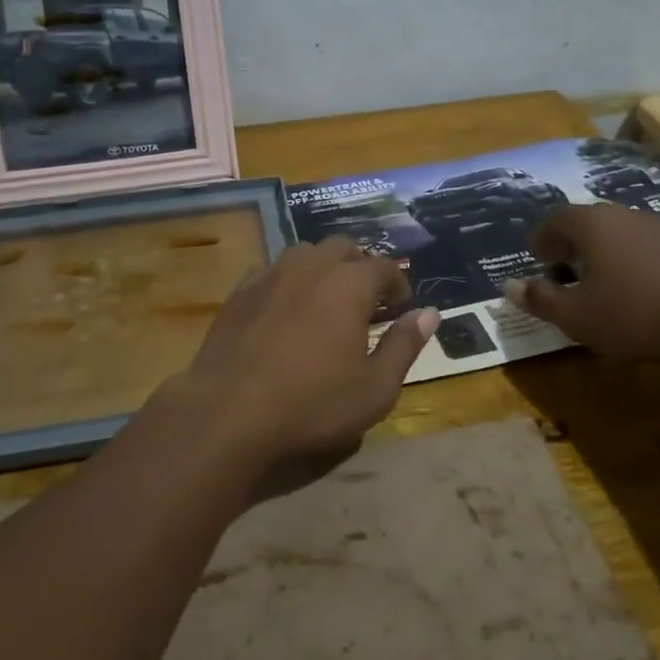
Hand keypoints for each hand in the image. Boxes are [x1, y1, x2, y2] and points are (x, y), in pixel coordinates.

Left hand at [155, 237, 438, 500]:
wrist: (229, 412)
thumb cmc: (312, 404)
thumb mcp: (375, 388)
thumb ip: (404, 345)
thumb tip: (430, 313)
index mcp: (348, 284)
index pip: (383, 267)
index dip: (397, 282)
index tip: (400, 304)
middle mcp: (310, 266)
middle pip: (342, 248)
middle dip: (360, 266)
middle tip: (366, 299)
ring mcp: (270, 274)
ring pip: (304, 253)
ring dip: (323, 267)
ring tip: (327, 298)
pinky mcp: (240, 291)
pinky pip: (272, 270)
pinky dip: (288, 281)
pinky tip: (285, 308)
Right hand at [503, 203, 659, 362]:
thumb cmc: (634, 314)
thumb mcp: (575, 316)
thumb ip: (539, 299)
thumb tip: (509, 285)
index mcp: (592, 225)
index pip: (556, 220)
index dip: (543, 239)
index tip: (538, 259)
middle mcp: (626, 216)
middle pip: (592, 221)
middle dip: (575, 242)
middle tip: (567, 267)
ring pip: (628, 232)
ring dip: (614, 249)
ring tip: (610, 277)